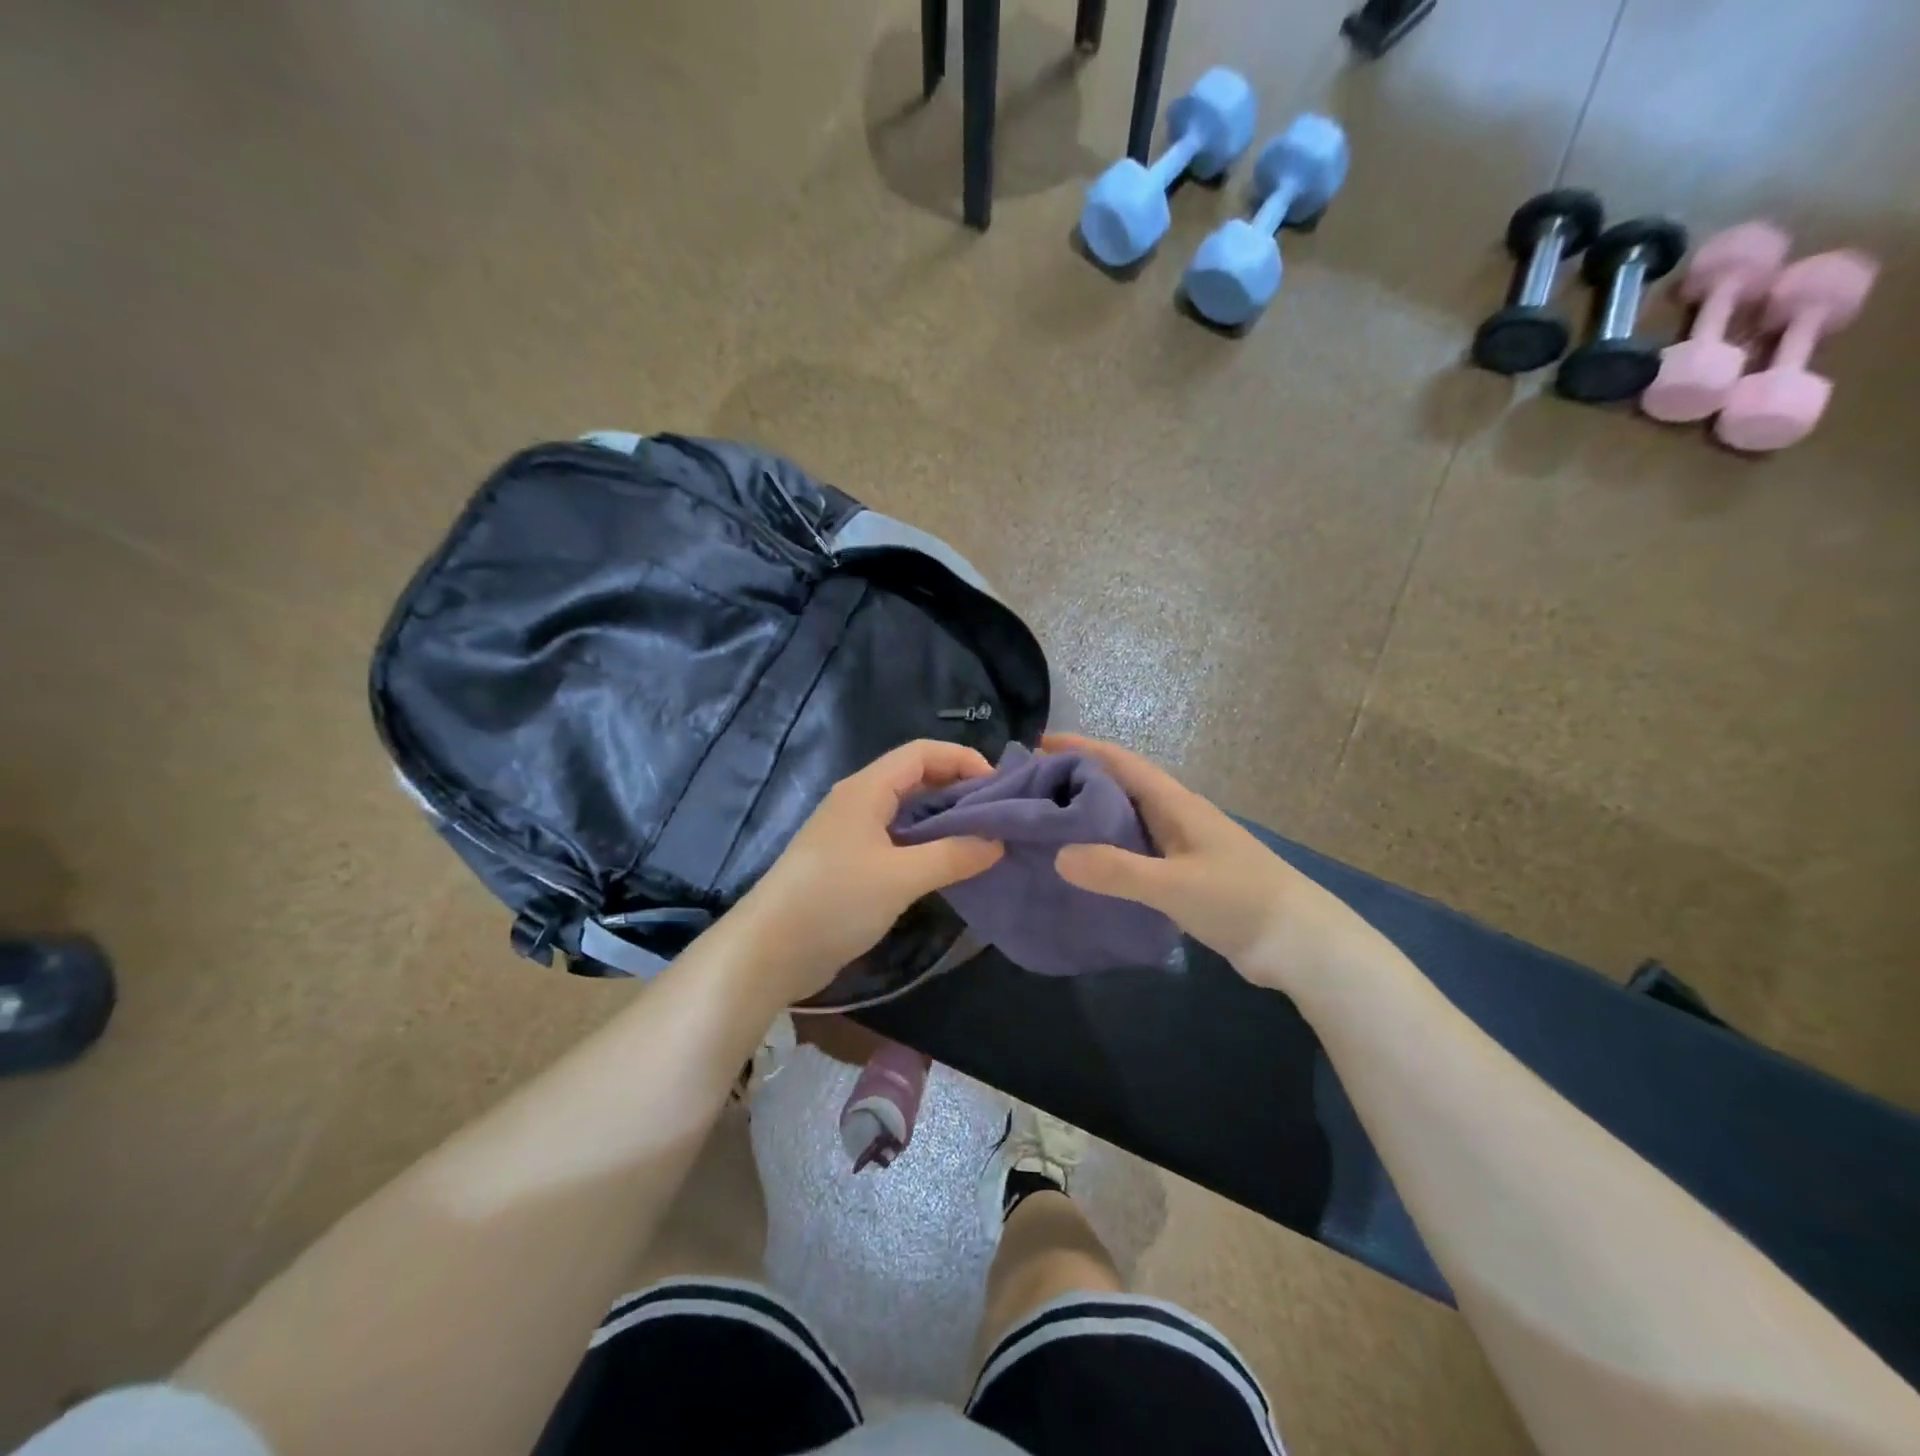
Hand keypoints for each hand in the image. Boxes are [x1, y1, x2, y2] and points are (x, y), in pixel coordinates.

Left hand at [733, 740, 1003, 1002]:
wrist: (768, 952)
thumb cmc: (834, 901)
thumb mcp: (900, 877)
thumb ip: (952, 855)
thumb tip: (997, 842)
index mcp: (866, 789)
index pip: (921, 753)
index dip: (962, 759)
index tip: (999, 786)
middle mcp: (859, 802)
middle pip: (916, 778)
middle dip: (958, 789)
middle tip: (999, 815)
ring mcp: (852, 834)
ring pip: (907, 812)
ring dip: (944, 819)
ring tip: (984, 839)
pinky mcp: (850, 864)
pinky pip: (897, 840)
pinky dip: (926, 844)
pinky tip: (950, 866)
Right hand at [1045, 734, 1387, 996]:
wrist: (1301, 943)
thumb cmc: (1240, 901)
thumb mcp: (1174, 885)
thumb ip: (1117, 870)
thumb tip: (1058, 855)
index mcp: (1176, 804)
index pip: (1121, 763)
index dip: (1082, 748)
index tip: (1041, 743)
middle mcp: (1177, 816)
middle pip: (1120, 787)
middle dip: (1078, 780)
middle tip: (1032, 788)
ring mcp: (1183, 846)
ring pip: (1127, 820)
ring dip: (1090, 816)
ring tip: (1049, 823)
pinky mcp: (1185, 875)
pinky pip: (1135, 851)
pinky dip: (1107, 850)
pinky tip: (1086, 867)